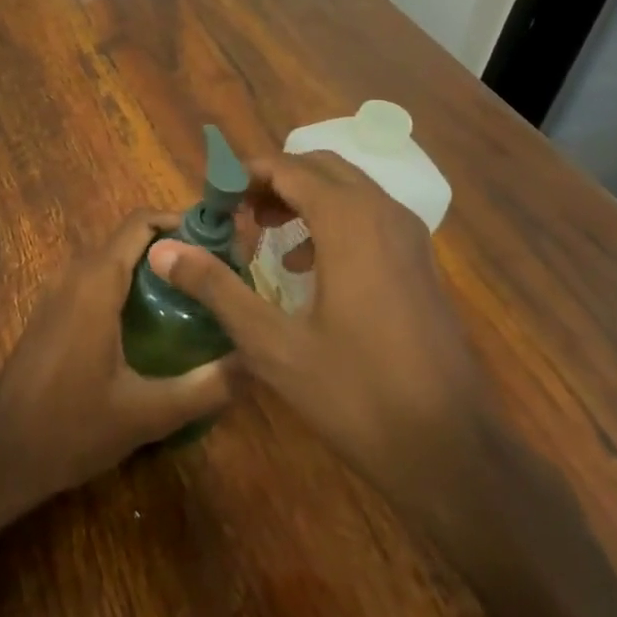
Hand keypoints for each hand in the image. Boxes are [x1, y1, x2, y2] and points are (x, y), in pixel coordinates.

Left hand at [0, 211, 234, 516]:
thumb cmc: (69, 427)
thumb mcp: (146, 413)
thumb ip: (204, 387)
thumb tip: (255, 363)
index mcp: (97, 281)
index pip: (141, 223)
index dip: (182, 222)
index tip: (221, 243)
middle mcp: (76, 274)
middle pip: (131, 239)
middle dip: (175, 249)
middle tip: (220, 275)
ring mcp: (59, 293)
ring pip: (115, 261)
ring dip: (154, 270)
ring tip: (198, 299)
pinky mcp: (53, 314)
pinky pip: (99, 282)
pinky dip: (131, 288)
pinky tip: (157, 327)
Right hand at [147, 152, 486, 508]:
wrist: (452, 449)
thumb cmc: (357, 393)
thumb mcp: (273, 344)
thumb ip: (217, 288)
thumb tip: (163, 250)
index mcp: (348, 221)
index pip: (286, 168)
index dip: (242, 175)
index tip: (210, 199)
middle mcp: (383, 213)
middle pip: (319, 168)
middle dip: (273, 181)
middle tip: (235, 212)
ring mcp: (409, 236)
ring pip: (347, 189)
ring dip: (303, 198)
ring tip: (264, 233)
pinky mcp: (419, 261)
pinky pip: (369, 215)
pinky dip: (332, 220)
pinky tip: (307, 268)